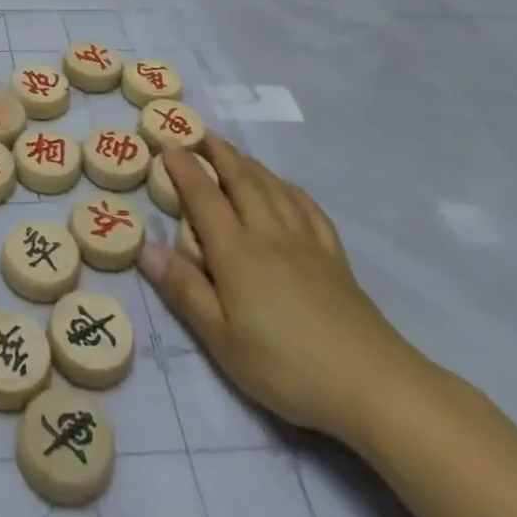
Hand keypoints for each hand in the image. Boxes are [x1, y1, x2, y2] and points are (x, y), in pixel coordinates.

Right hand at [139, 137, 425, 446]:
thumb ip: (184, 290)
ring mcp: (305, 241)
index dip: (185, 168)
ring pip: (273, 187)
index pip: (204, 197)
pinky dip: (289, 188)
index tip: (169, 144)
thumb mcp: (222, 339)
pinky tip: (286, 188)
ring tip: (235, 152)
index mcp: (236, 251)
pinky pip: (307, 207)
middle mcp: (268, 233)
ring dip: (250, 163)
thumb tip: (145, 248)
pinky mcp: (333, 256)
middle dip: (219, 153)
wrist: (371, 383)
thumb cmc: (286, 365)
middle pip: (241, 181)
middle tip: (201, 133)